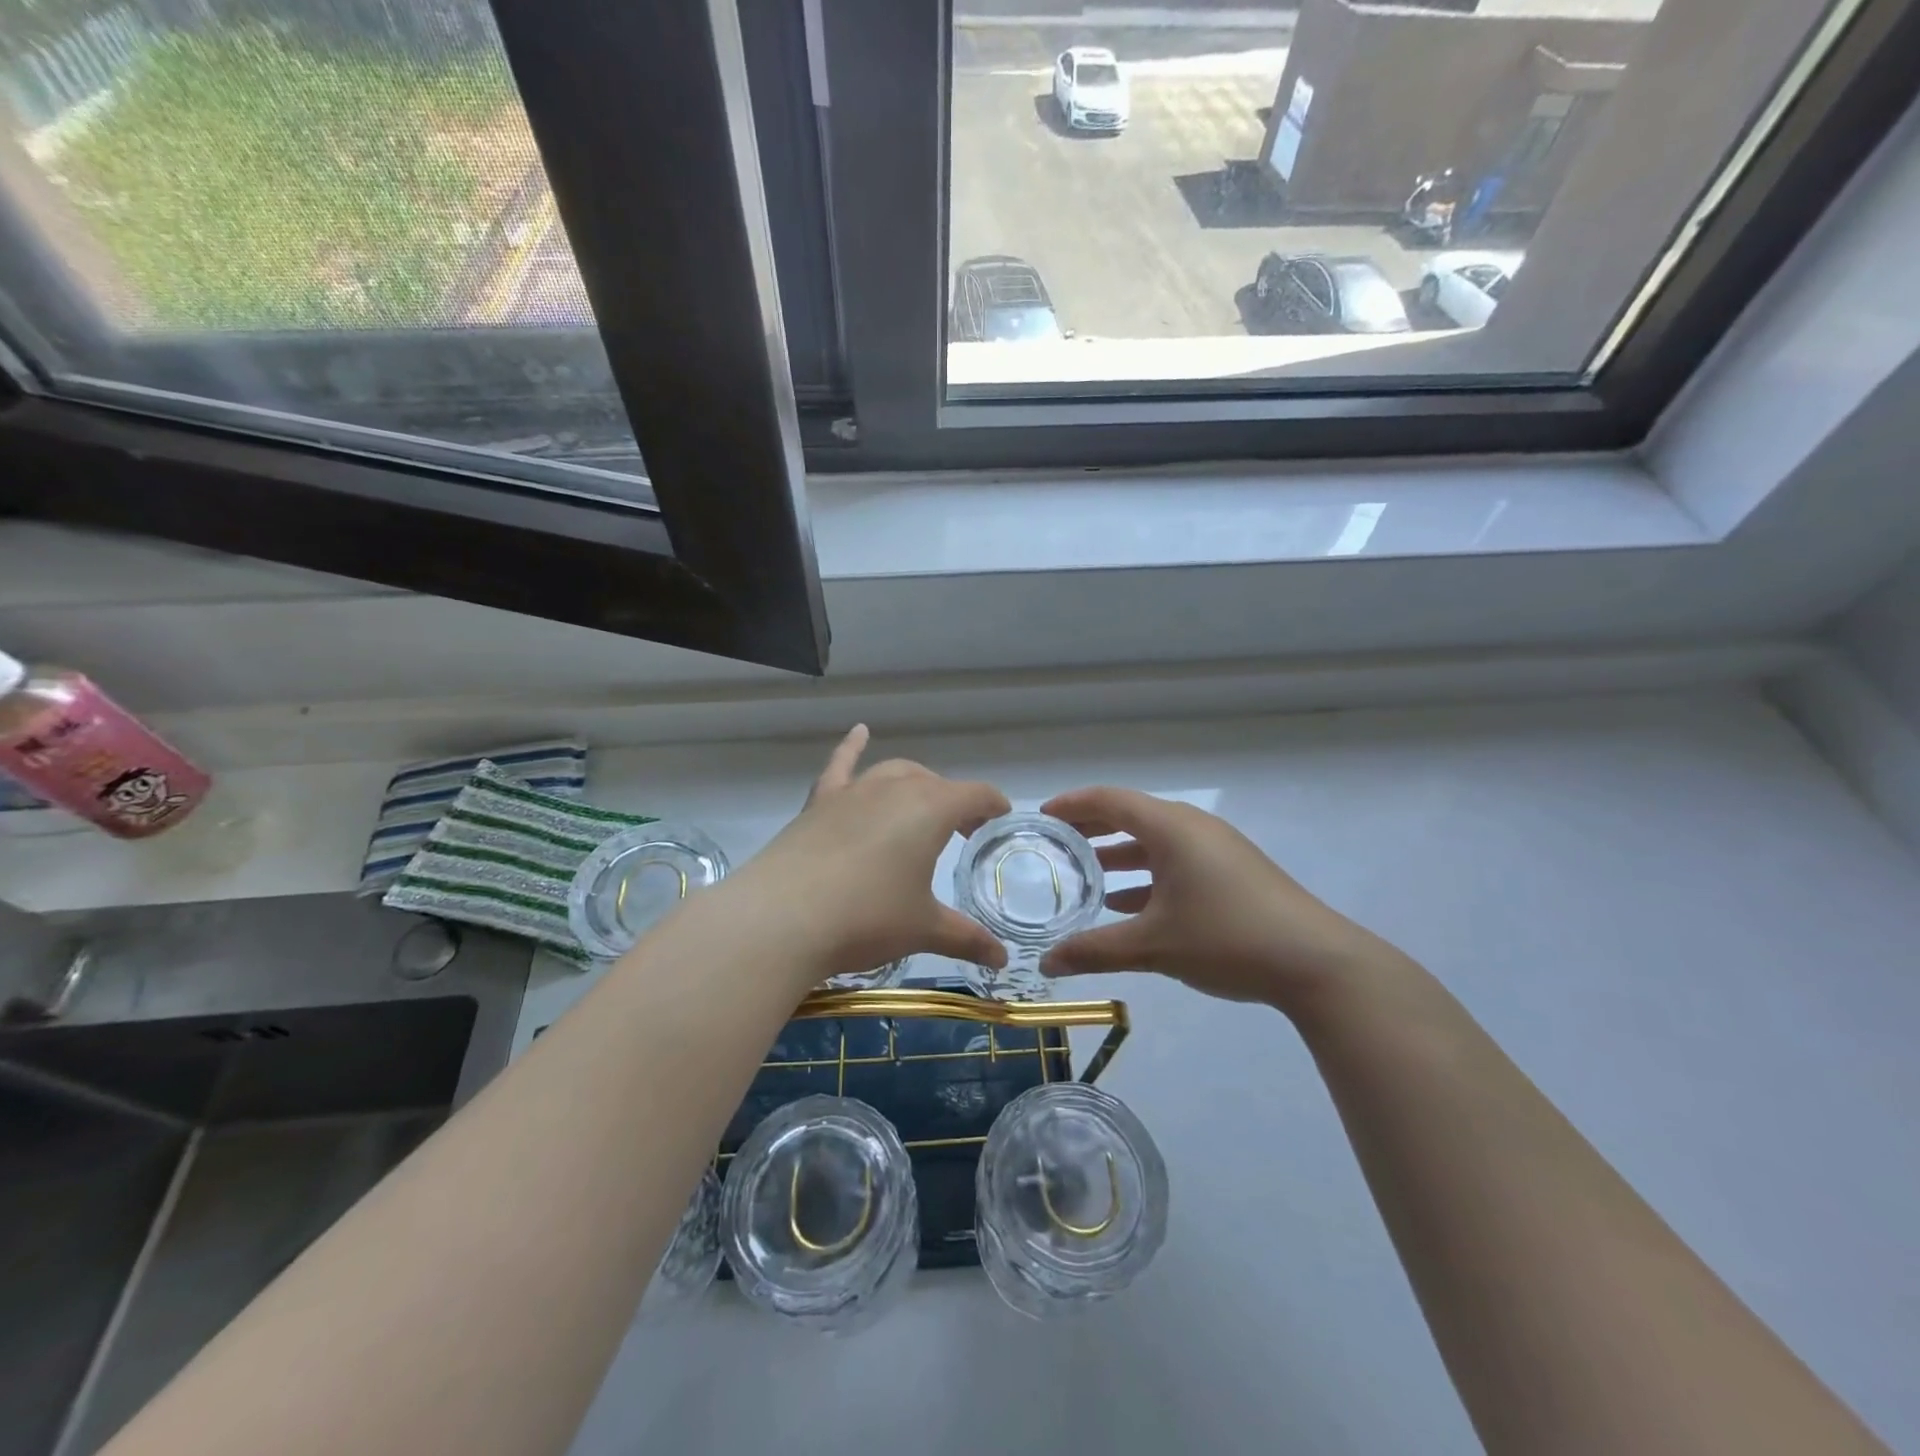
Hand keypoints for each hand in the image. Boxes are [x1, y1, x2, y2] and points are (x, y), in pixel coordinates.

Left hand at [728, 725, 1011, 987]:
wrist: (783, 917)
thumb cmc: (867, 918)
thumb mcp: (923, 929)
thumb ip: (966, 938)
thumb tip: (1002, 960)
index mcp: (930, 809)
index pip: (975, 795)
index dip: (993, 805)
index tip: (1001, 818)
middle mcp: (895, 788)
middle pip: (935, 784)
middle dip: (955, 802)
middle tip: (963, 832)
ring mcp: (853, 791)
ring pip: (894, 773)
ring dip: (915, 784)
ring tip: (922, 805)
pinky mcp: (819, 802)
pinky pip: (841, 765)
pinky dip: (852, 747)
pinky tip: (859, 732)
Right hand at [1039, 786, 1403, 1016]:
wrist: (1317, 963)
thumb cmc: (1226, 938)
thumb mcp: (1153, 946)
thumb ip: (1094, 951)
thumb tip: (1046, 964)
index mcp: (1171, 828)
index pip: (1109, 799)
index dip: (1071, 804)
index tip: (1040, 817)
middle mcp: (1193, 827)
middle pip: (1131, 815)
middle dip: (1091, 828)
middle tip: (1055, 844)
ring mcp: (1217, 849)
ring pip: (1155, 841)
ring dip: (1118, 854)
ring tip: (1084, 875)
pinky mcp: (1232, 872)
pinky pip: (1176, 861)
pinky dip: (1146, 875)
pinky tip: (1127, 905)